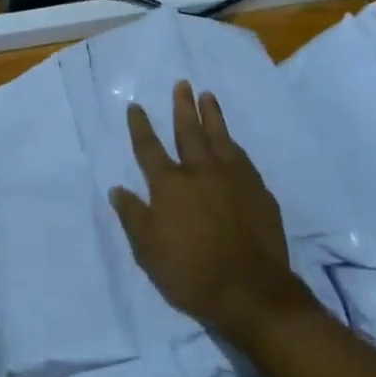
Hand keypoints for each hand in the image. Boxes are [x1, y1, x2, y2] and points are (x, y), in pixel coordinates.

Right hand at [110, 82, 310, 346]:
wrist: (251, 292)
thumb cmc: (191, 273)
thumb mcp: (148, 251)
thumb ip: (133, 216)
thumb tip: (117, 189)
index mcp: (170, 185)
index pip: (149, 148)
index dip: (141, 126)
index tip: (136, 106)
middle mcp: (200, 172)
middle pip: (189, 131)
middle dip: (182, 107)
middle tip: (182, 84)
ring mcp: (233, 179)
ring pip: (220, 137)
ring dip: (212, 115)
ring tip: (207, 96)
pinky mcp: (258, 192)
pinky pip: (243, 159)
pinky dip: (234, 145)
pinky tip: (233, 142)